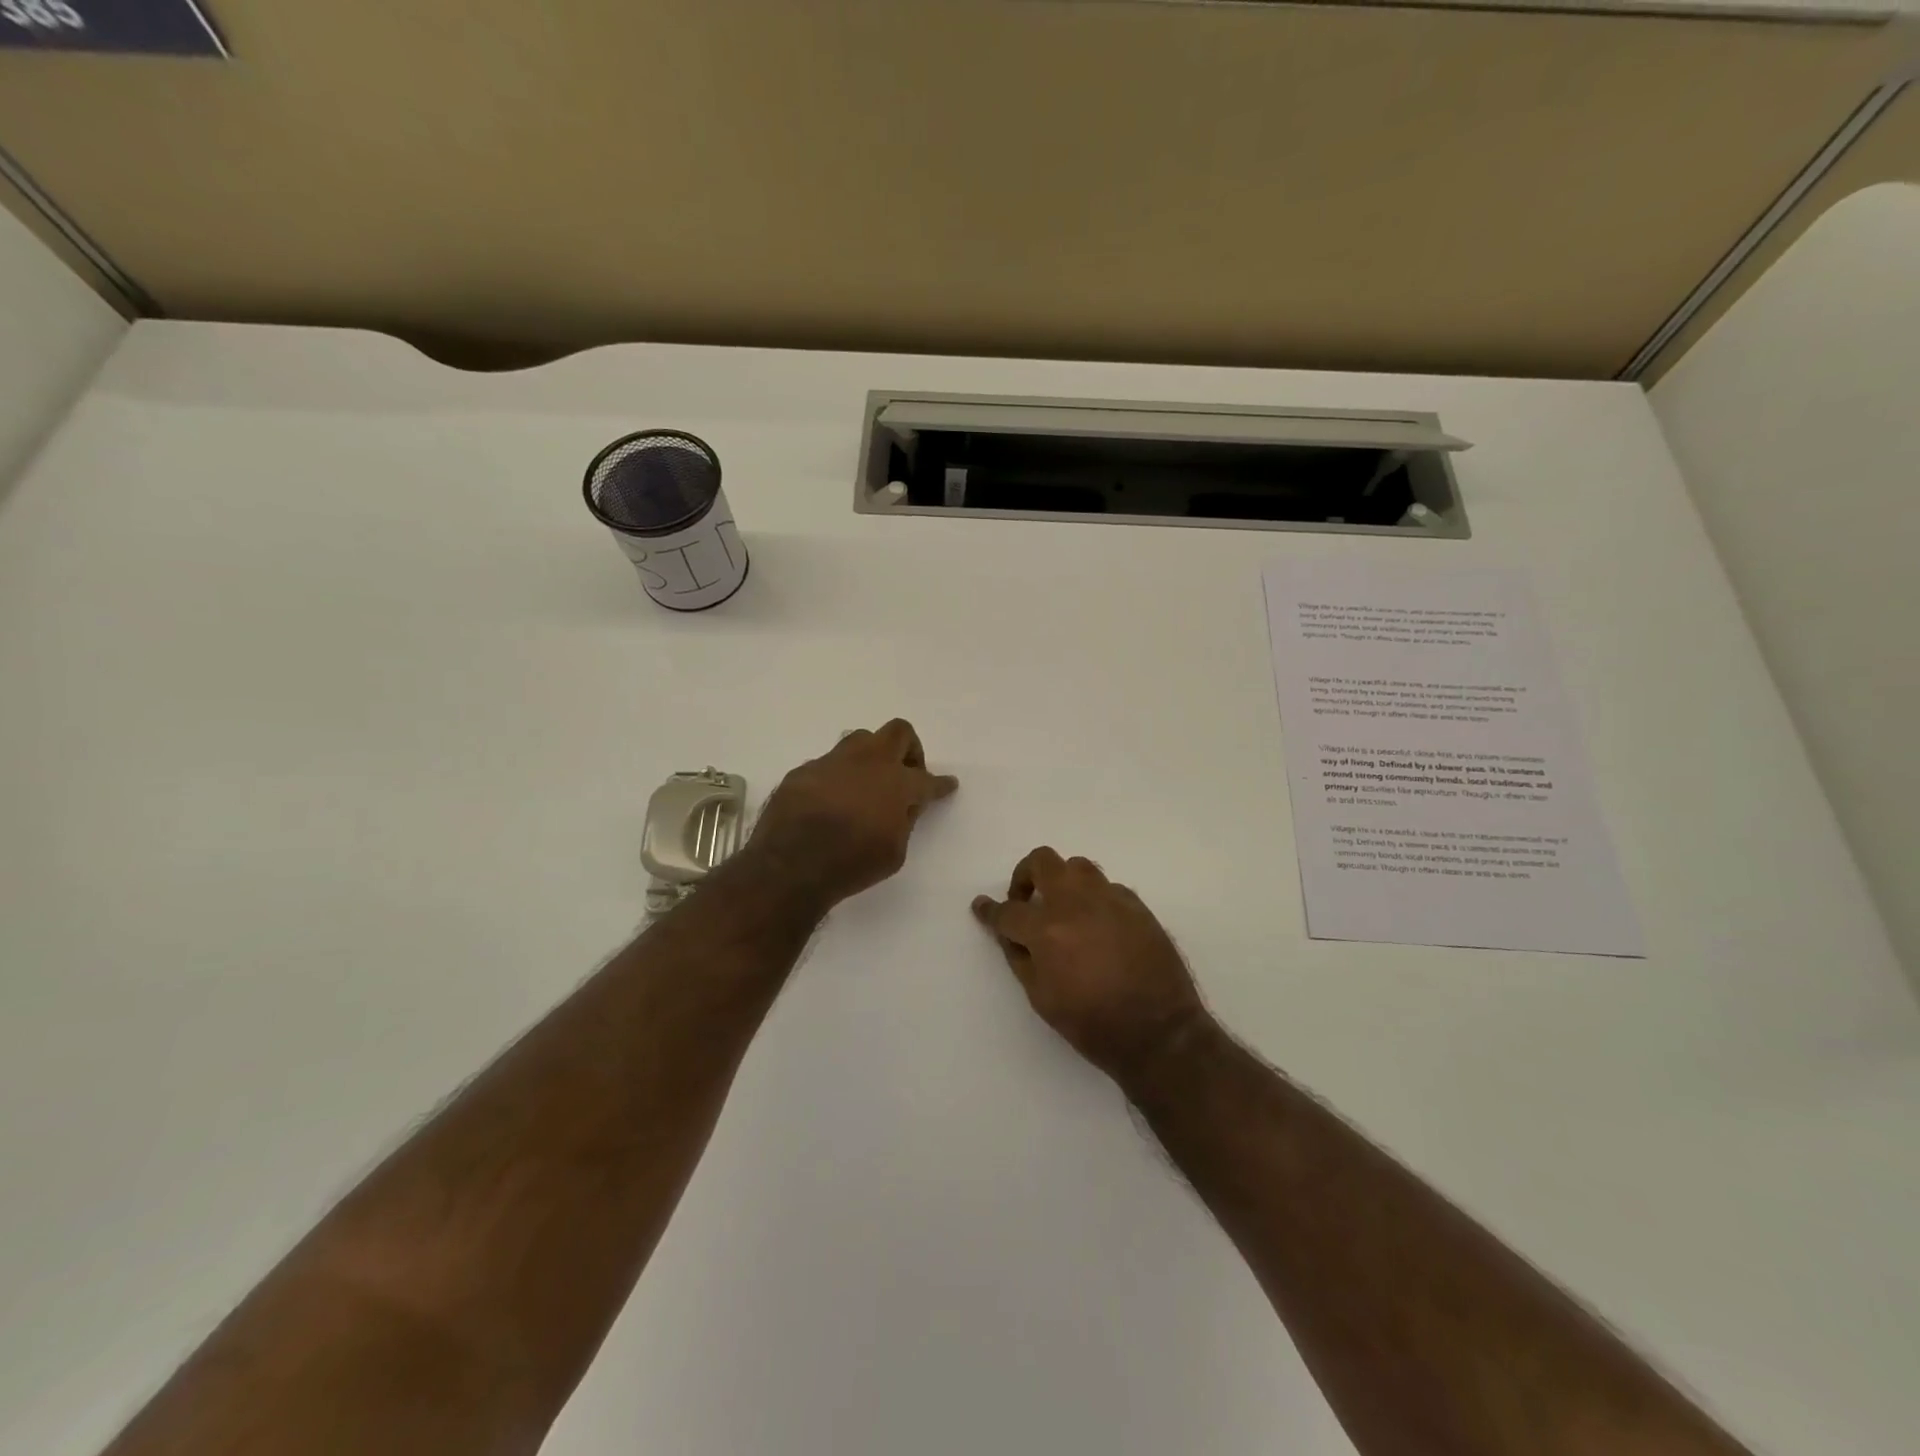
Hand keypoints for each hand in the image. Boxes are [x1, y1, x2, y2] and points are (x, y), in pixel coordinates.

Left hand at [748, 719, 958, 909]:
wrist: (790, 864)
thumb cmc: (851, 863)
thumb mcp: (894, 853)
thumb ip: (903, 822)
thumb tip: (901, 807)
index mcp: (898, 783)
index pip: (928, 779)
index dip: (940, 784)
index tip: (948, 784)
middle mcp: (869, 762)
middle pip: (898, 733)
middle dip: (909, 749)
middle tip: (906, 773)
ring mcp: (834, 761)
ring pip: (861, 739)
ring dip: (871, 756)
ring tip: (867, 783)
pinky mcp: (805, 769)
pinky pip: (829, 763)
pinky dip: (838, 777)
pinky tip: (832, 800)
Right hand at [972, 848, 1209, 1081]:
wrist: (1160, 1033)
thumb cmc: (1093, 1025)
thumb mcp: (1042, 999)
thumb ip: (1020, 959)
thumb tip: (1010, 935)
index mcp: (1047, 930)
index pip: (1008, 911)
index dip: (990, 910)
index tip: (981, 907)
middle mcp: (1076, 904)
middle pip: (1042, 861)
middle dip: (1025, 875)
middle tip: (1026, 901)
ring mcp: (1110, 900)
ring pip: (1078, 866)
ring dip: (1062, 881)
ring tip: (1063, 909)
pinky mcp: (1137, 906)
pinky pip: (1108, 887)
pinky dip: (1094, 899)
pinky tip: (1097, 925)